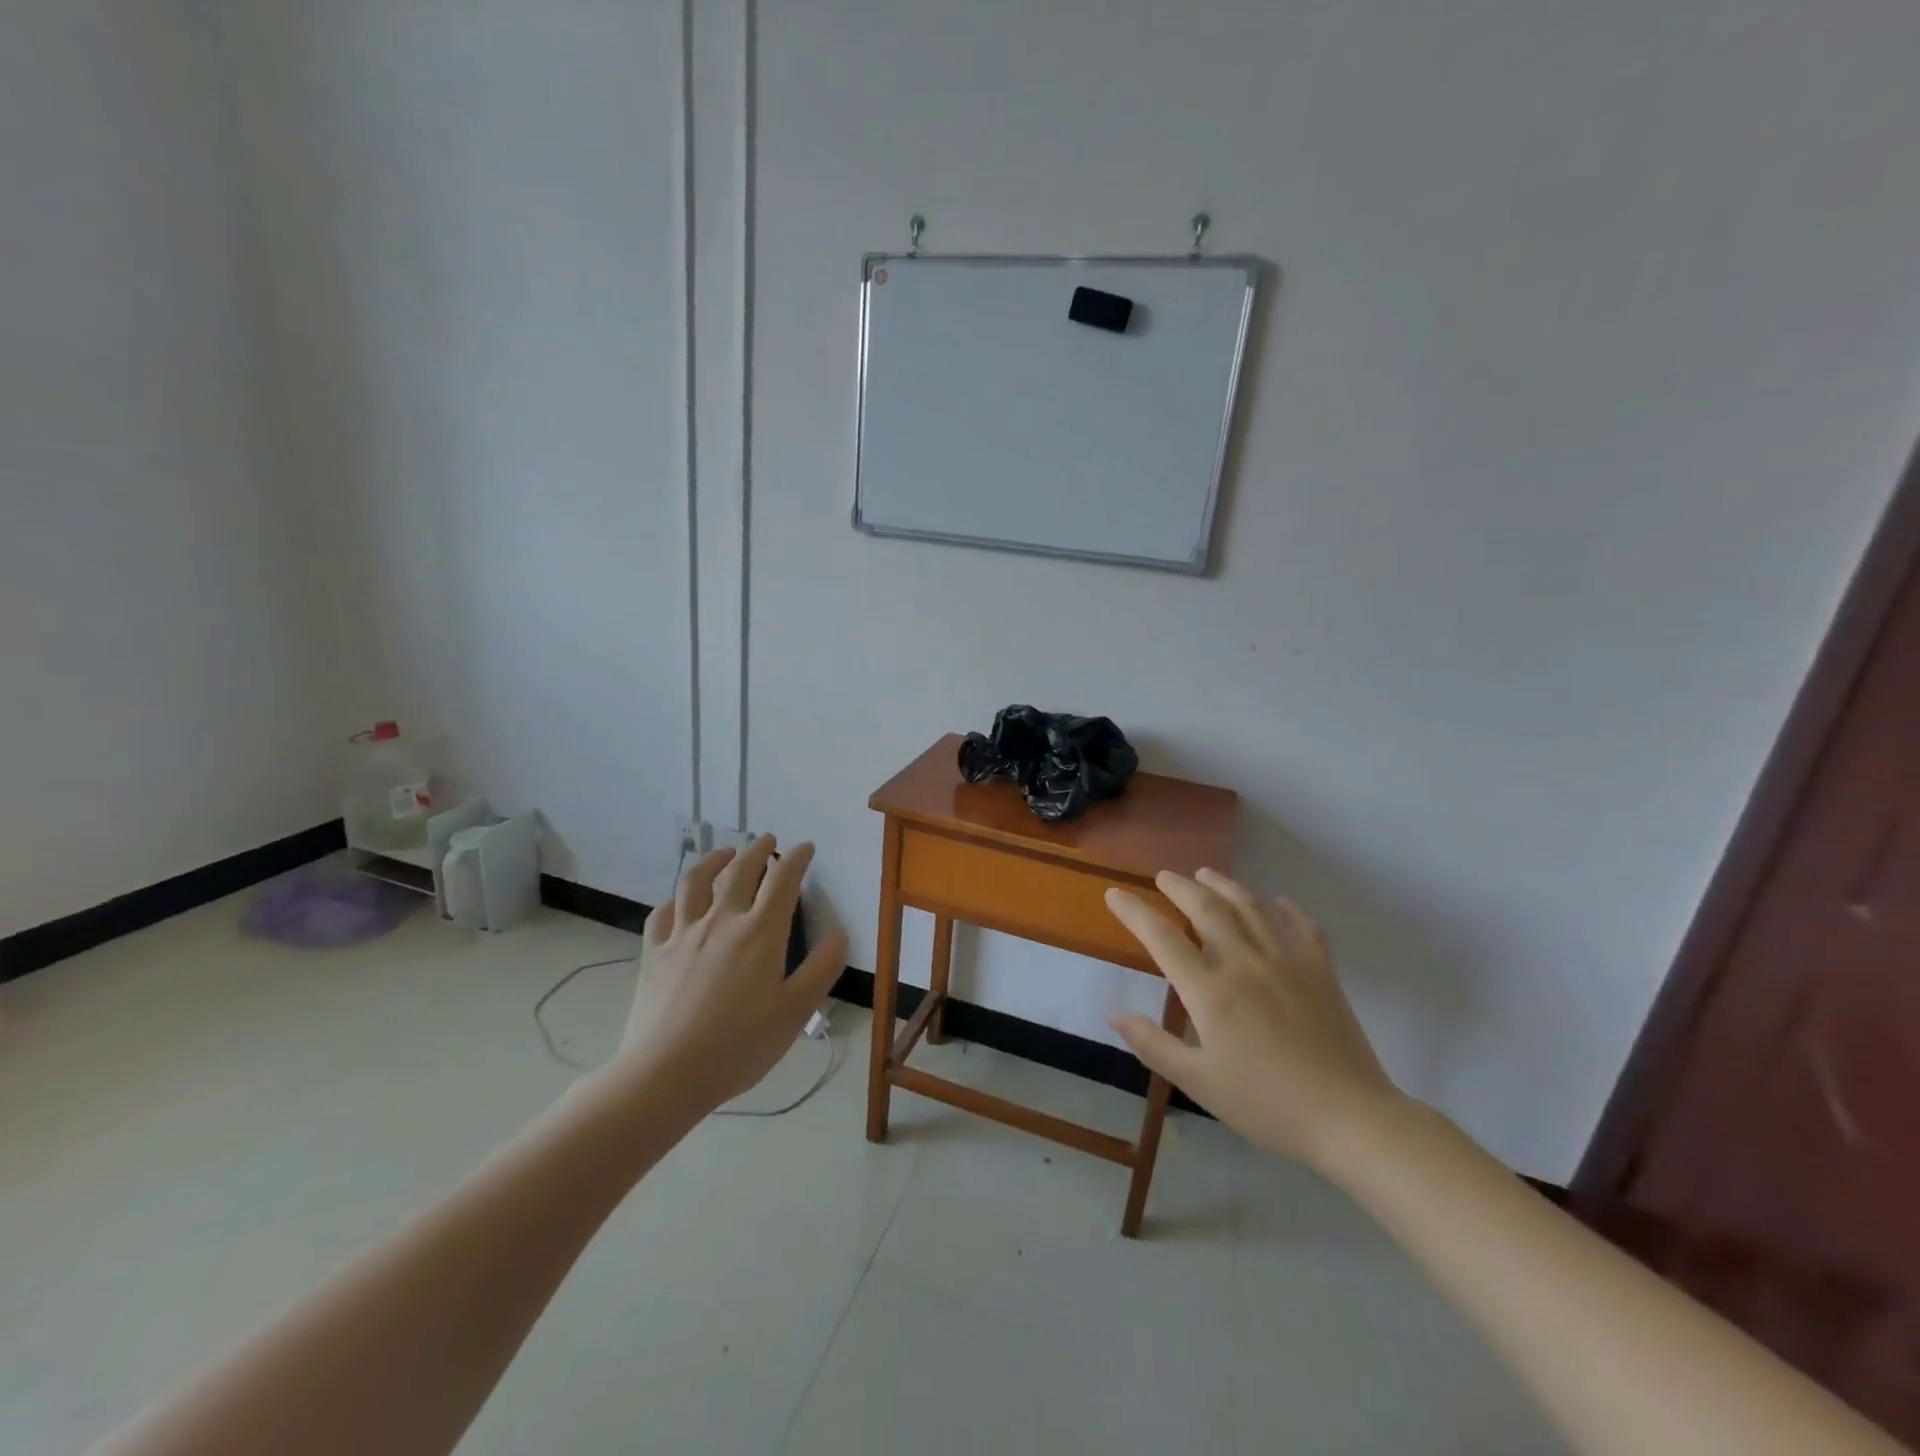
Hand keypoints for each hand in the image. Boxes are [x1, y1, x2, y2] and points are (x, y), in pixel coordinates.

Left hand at [617, 838, 848, 1111]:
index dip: (797, 858)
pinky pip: (663, 913)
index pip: (783, 880)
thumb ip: (821, 969)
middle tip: (768, 841)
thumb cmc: (739, 1046)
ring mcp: (682, 933)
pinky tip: (680, 901)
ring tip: (725, 853)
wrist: (664, 1075)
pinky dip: (676, 898)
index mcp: (760, 932)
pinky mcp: (654, 952)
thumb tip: (839, 935)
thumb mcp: (795, 1013)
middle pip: (739, 870)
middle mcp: (721, 920)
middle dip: (757, 850)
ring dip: (715, 860)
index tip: (805, 848)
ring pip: (696, 881)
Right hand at [1106, 869, 1402, 1167]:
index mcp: (1210, 990)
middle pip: (1206, 908)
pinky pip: (1302, 926)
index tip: (1114, 894)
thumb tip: (1115, 1016)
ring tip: (1206, 874)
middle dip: (1180, 887)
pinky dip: (1286, 908)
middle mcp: (1245, 962)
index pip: (1162, 938)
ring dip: (1224, 885)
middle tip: (1163, 876)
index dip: (1134, 912)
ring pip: (1250, 907)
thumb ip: (1154, 1046)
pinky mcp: (1321, 970)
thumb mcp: (1199, 1083)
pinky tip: (1277, 902)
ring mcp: (1287, 961)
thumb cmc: (1267, 1104)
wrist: (1350, 1119)